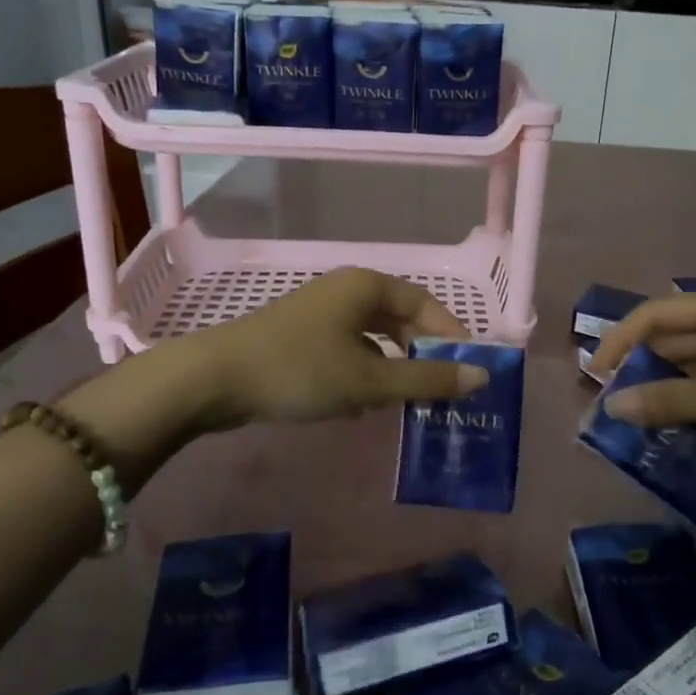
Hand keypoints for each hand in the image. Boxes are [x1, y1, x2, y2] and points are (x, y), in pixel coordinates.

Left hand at [189, 267, 486, 429]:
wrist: (213, 380)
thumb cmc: (299, 370)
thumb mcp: (369, 380)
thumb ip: (427, 380)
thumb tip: (482, 378)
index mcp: (366, 286)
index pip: (425, 304)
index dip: (451, 335)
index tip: (468, 371)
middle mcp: (345, 291)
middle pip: (399, 320)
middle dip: (420, 356)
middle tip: (438, 392)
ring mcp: (320, 314)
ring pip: (372, 340)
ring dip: (391, 371)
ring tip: (402, 405)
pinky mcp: (301, 338)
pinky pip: (347, 352)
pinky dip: (362, 375)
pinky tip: (359, 408)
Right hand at [589, 288, 695, 444]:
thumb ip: (674, 403)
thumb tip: (613, 407)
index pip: (653, 316)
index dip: (619, 343)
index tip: (595, 377)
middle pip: (674, 337)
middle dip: (643, 368)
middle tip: (616, 406)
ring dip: (672, 386)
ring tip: (644, 419)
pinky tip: (690, 423)